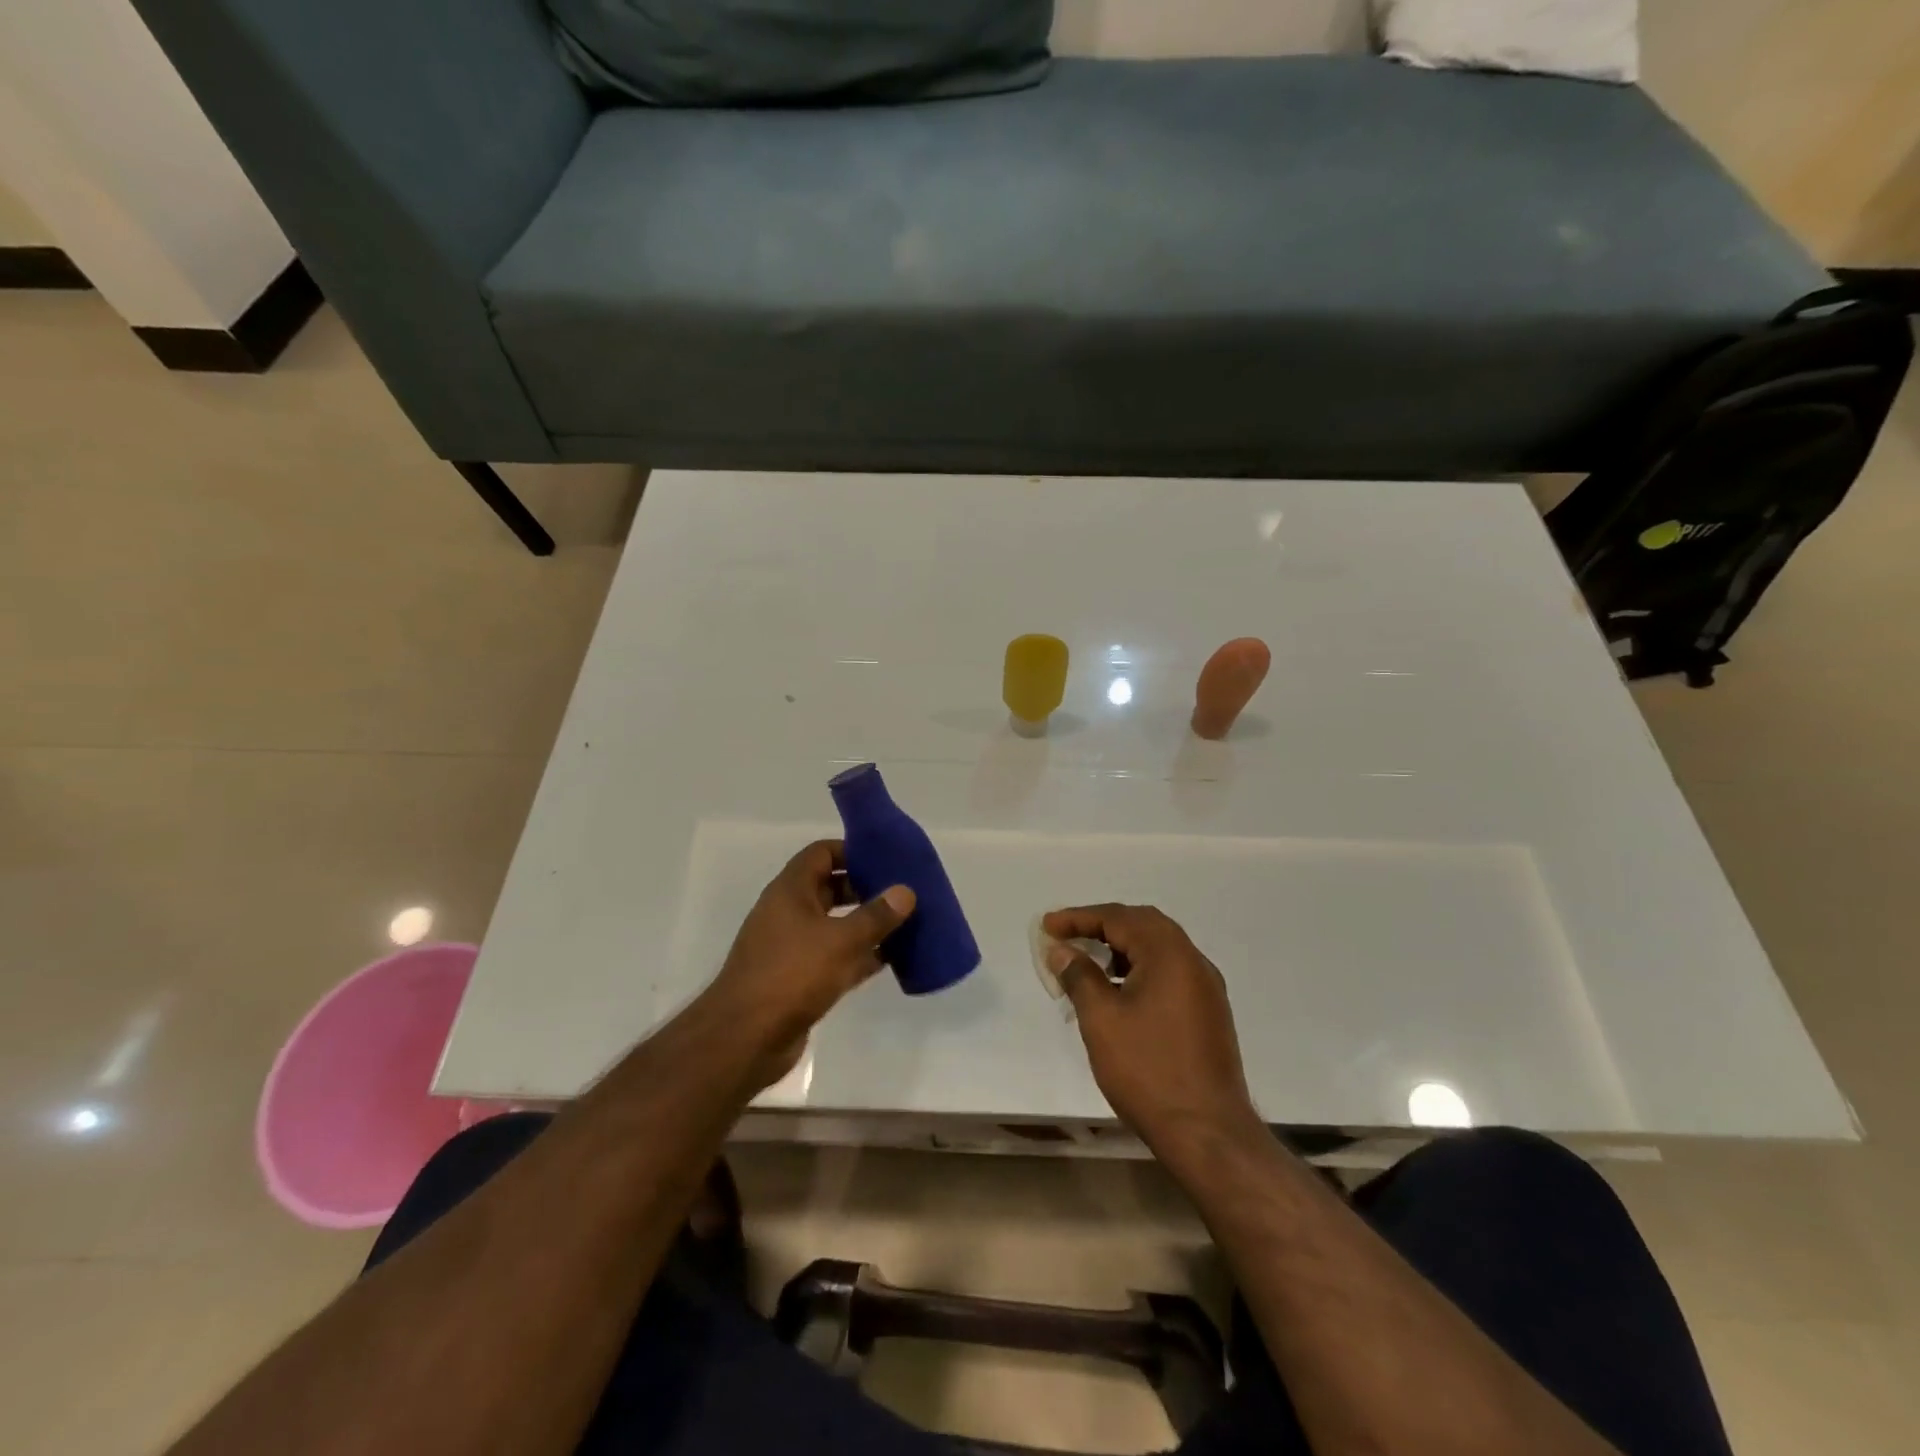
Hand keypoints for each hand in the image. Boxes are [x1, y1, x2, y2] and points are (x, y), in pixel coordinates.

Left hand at [706, 841, 914, 1083]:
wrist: (745, 1039)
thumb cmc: (791, 975)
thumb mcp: (841, 940)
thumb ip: (876, 915)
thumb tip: (906, 891)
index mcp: (791, 891)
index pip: (822, 853)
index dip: (852, 850)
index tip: (886, 856)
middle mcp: (790, 912)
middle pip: (831, 888)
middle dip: (866, 887)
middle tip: (904, 890)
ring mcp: (793, 947)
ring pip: (836, 925)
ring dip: (867, 924)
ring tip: (907, 921)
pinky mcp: (800, 979)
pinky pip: (836, 957)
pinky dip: (861, 955)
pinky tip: (892, 959)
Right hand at [1043, 904, 1259, 1152]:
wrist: (1207, 1132)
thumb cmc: (1148, 1070)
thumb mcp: (1101, 1019)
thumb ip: (1079, 976)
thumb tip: (1063, 951)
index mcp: (1169, 953)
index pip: (1118, 918)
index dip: (1078, 918)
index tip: (1047, 926)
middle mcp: (1193, 960)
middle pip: (1142, 924)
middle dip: (1101, 925)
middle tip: (1067, 936)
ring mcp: (1205, 987)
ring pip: (1158, 948)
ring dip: (1121, 947)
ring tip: (1087, 963)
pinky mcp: (1208, 1012)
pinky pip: (1169, 971)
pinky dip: (1139, 968)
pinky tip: (1118, 991)